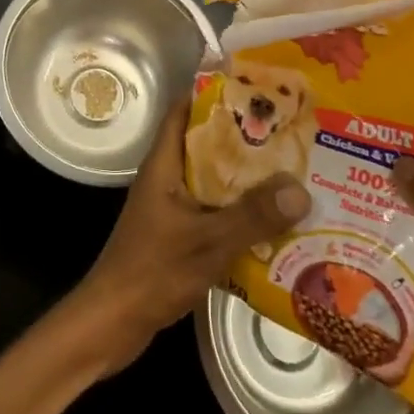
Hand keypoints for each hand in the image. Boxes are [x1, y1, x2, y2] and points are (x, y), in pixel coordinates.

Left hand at [63, 98, 310, 375]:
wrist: (112, 323)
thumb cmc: (152, 271)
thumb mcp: (208, 242)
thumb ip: (252, 216)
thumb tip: (300, 187)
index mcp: (164, 163)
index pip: (185, 110)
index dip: (217, 95)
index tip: (257, 90)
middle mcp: (166, 177)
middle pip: (206, 144)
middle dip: (244, 138)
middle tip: (288, 133)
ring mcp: (170, 206)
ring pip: (212, 180)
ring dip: (245, 178)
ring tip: (290, 173)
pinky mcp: (176, 234)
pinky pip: (213, 210)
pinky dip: (238, 211)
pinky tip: (272, 222)